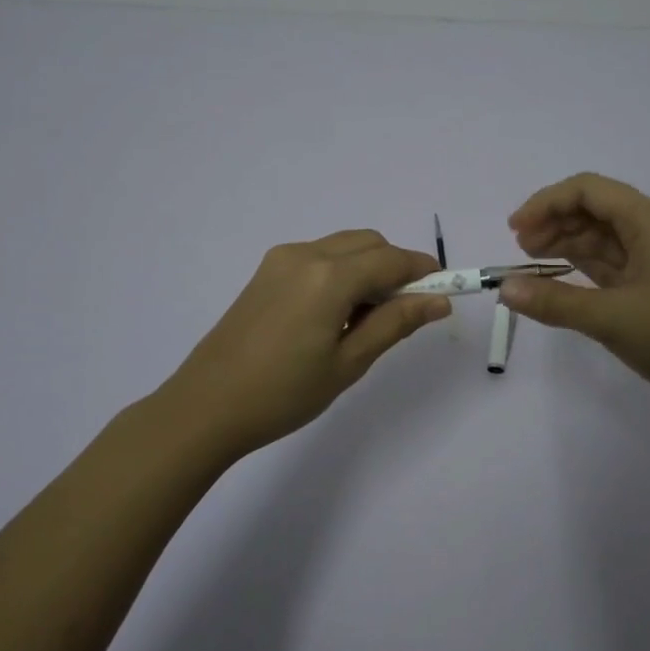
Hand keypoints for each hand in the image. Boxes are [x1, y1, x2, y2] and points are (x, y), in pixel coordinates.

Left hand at [158, 231, 448, 460]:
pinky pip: (318, 257)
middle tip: (405, 312)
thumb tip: (439, 301)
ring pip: (343, 247)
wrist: (205, 407)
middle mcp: (305, 254)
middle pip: (368, 243)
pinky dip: (341, 272)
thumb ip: (395, 323)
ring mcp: (280, 260)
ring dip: (368, 268)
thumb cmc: (284, 393)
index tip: (444, 291)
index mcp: (328, 277)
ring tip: (367, 319)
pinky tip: (335, 314)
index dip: (423, 272)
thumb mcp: (348, 362)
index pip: (391, 259)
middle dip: (396, 267)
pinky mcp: (265, 272)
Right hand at [500, 173, 649, 424]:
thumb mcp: (613, 319)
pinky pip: (616, 263)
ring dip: (568, 245)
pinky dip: (587, 268)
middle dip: (554, 223)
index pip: (588, 190)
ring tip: (533, 265)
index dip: (545, 203)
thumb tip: (504, 288)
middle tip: (520, 251)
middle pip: (596, 209)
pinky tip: (563, 281)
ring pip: (605, 237)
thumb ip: (555, 302)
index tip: (513, 230)